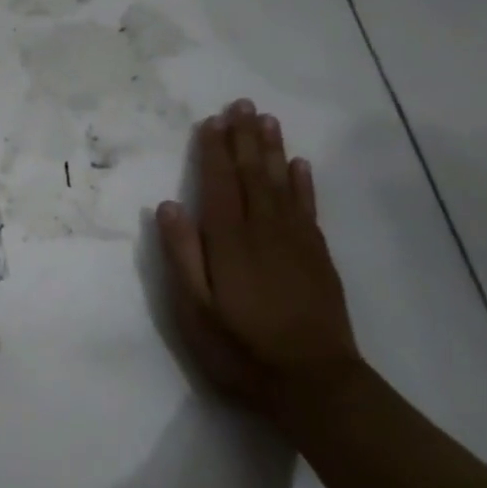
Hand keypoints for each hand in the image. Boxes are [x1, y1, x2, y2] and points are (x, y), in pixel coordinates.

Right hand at [156, 99, 360, 423]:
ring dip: (273, 149)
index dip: (214, 151)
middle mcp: (264, 230)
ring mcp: (296, 241)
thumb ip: (182, 256)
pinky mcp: (317, 256)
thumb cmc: (241, 349)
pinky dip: (303, 183)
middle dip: (245, 138)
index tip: (211, 121)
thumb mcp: (194, 311)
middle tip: (241, 103)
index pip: (220, 184)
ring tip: (266, 120)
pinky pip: (308, 208)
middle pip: (253, 174)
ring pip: (282, 183)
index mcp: (230, 241)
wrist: (315, 383)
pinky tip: (300, 165)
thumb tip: (168, 206)